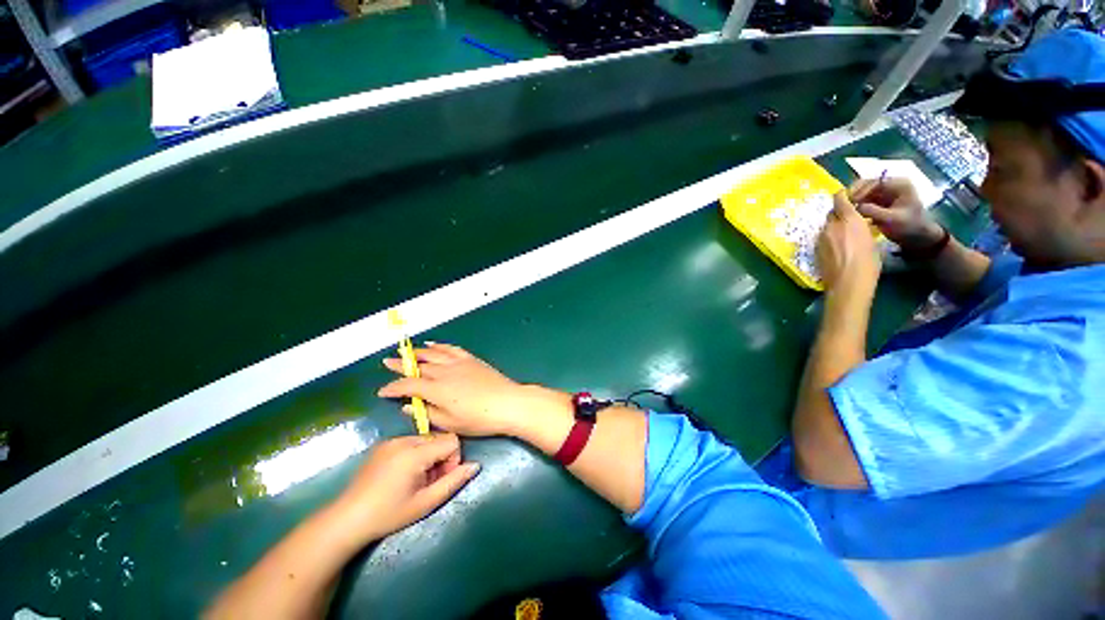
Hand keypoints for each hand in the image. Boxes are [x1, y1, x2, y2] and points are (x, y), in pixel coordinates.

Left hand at [331, 433, 479, 543]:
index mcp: (414, 452)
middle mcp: (403, 440)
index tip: (441, 479)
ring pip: (426, 439)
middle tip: (429, 482)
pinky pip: (411, 442)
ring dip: (429, 456)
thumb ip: (453, 482)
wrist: (346, 520)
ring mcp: (391, 441)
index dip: (453, 459)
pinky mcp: (383, 445)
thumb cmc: (389, 514)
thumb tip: (475, 466)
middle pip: (438, 438)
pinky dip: (415, 454)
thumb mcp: (426, 503)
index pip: (451, 440)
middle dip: (441, 458)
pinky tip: (403, 475)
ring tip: (415, 480)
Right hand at [378, 343, 566, 437]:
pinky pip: (452, 349)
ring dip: (418, 352)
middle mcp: (444, 372)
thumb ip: (427, 413)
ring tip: (407, 351)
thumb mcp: (450, 423)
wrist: (507, 403)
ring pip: (433, 353)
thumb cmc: (479, 418)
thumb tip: (409, 406)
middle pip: (418, 365)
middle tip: (387, 362)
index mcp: (436, 389)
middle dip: (400, 365)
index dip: (393, 388)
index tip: (383, 391)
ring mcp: (459, 363)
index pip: (407, 385)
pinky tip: (434, 345)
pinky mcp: (471, 359)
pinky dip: (440, 346)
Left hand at [817, 192, 880, 291]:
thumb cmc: (868, 263)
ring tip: (844, 235)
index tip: (847, 197)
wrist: (847, 283)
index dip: (842, 196)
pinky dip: (828, 238)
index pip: (840, 200)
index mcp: (849, 220)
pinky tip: (837, 247)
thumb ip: (862, 228)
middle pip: (831, 214)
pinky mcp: (815, 250)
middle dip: (838, 214)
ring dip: (833, 227)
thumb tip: (858, 227)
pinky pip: (822, 239)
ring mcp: (820, 238)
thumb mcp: (872, 241)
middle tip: (849, 220)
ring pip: (826, 227)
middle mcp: (831, 226)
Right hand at [849, 177, 944, 251]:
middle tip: (841, 207)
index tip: (848, 203)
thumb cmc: (909, 227)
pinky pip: (862, 201)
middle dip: (853, 195)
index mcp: (898, 184)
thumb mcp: (891, 219)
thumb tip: (852, 207)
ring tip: (843, 211)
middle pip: (865, 185)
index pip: (873, 182)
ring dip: (852, 201)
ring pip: (862, 193)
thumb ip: (872, 211)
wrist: (918, 237)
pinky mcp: (878, 202)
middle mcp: (890, 185)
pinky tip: (849, 214)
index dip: (859, 191)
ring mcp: (883, 194)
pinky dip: (855, 206)